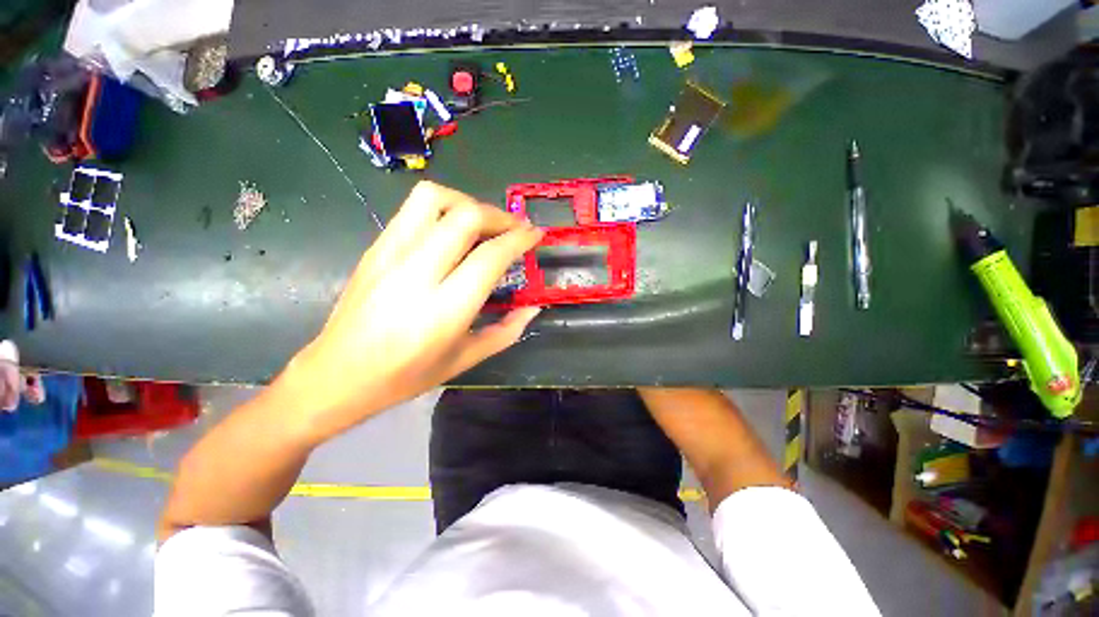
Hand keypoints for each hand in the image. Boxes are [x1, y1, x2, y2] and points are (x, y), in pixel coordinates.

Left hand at [274, 181, 542, 443]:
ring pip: (434, 198)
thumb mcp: (466, 359)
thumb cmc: (406, 375)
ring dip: (468, 203)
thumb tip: (533, 308)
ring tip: (483, 224)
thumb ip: (506, 331)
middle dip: (499, 216)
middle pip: (466, 216)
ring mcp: (390, 254)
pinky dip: (443, 208)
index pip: (490, 256)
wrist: (337, 374)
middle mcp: (417, 273)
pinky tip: (452, 231)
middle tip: (514, 229)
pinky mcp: (375, 247)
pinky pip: (413, 208)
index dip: (519, 239)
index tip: (534, 235)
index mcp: (444, 309)